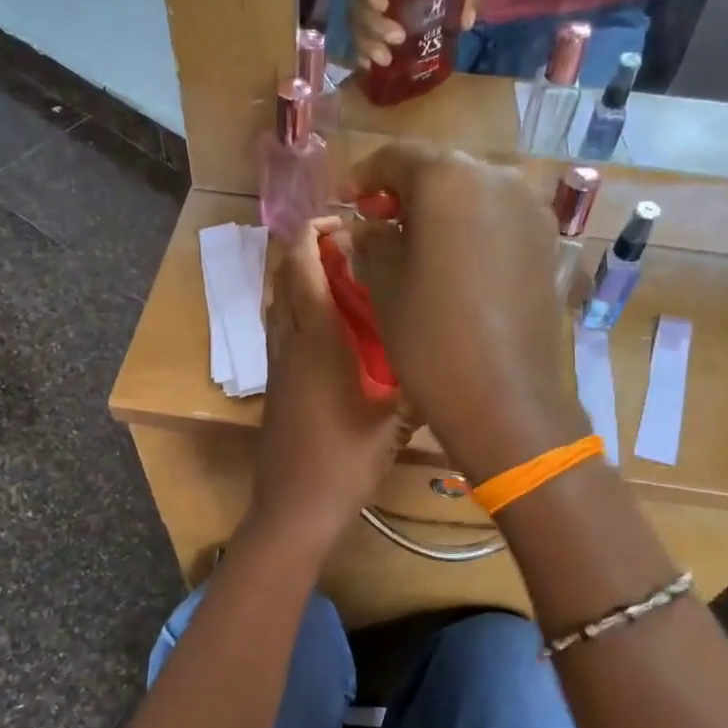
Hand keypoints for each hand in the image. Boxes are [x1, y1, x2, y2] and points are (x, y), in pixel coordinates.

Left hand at [251, 221, 409, 545]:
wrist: (293, 507)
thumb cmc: (345, 461)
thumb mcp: (394, 424)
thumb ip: (420, 387)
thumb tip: (452, 360)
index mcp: (317, 340)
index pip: (303, 268)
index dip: (314, 235)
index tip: (344, 220)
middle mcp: (289, 342)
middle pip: (284, 278)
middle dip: (307, 251)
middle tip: (349, 244)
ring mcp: (278, 364)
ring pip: (278, 304)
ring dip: (299, 280)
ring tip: (341, 278)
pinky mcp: (275, 384)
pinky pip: (281, 329)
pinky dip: (297, 310)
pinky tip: (330, 326)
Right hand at [344, 144, 589, 483]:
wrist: (506, 399)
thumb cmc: (432, 339)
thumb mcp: (385, 287)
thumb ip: (374, 241)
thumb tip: (372, 226)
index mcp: (449, 179)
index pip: (397, 157)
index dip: (364, 176)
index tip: (345, 200)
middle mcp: (498, 179)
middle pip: (441, 169)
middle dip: (405, 191)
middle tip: (378, 220)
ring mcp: (531, 211)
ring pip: (474, 193)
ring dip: (441, 209)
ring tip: (415, 242)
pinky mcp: (549, 243)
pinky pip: (500, 220)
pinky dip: (472, 228)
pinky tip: (454, 261)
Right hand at [347, 0, 477, 68]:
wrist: (435, 17)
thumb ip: (463, 0)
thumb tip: (466, 20)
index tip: (383, 4)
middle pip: (359, 5)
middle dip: (375, 24)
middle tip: (398, 38)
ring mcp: (367, 20)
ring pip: (355, 29)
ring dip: (368, 45)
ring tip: (386, 60)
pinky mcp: (366, 41)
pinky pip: (355, 49)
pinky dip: (361, 58)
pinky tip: (370, 67)